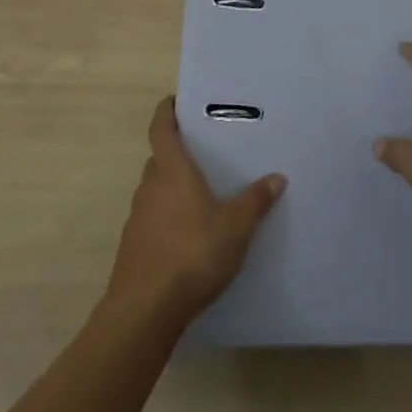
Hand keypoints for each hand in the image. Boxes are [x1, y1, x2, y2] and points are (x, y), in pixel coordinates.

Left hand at [106, 96, 285, 325]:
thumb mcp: (236, 226)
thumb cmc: (192, 253)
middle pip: (159, 160)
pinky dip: (168, 217)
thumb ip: (256, 200)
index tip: (175, 101)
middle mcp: (150, 187)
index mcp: (172, 171)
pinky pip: (153, 219)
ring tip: (202, 194)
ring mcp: (138, 219)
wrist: (145, 310)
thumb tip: (276, 177)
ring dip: (173, 188)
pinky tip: (189, 235)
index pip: (161, 129)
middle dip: (177, 153)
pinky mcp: (134, 247)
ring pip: (156, 191)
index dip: (166, 112)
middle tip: (204, 152)